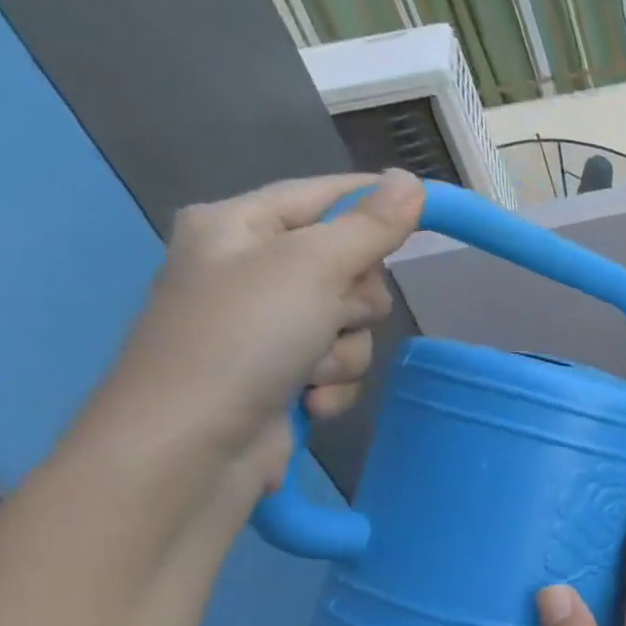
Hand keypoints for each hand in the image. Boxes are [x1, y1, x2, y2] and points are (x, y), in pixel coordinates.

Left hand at [90, 171, 422, 493]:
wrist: (193, 445)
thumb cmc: (244, 337)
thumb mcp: (312, 267)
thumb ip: (370, 226)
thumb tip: (412, 181)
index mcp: (240, 226)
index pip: (326, 194)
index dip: (377, 201)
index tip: (433, 209)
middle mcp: (252, 269)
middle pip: (350, 266)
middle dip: (355, 300)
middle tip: (331, 312)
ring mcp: (267, 326)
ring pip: (352, 323)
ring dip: (345, 351)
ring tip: (309, 370)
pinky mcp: (283, 373)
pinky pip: (340, 364)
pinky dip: (334, 384)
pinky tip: (309, 399)